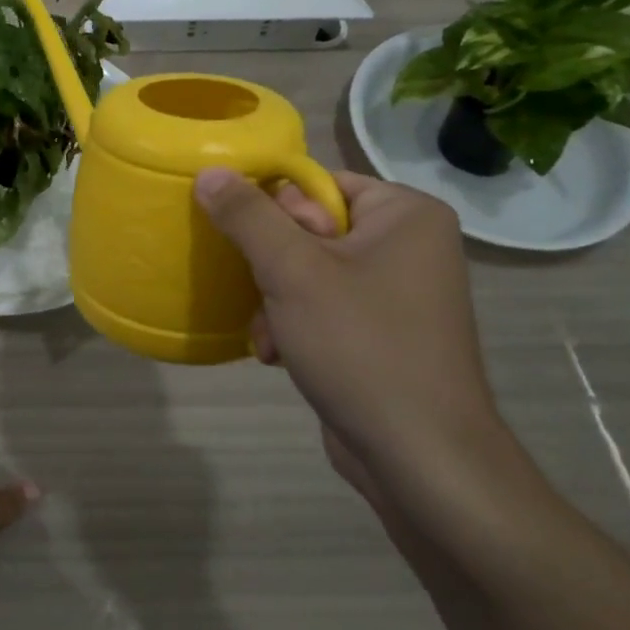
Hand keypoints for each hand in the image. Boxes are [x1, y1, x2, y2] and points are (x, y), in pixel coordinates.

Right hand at [193, 167, 506, 500]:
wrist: (420, 459)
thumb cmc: (361, 346)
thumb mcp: (292, 271)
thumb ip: (247, 215)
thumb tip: (209, 170)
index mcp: (404, 213)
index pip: (317, 184)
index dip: (278, 213)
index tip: (264, 251)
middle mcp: (408, 244)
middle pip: (309, 229)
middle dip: (273, 268)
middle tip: (267, 296)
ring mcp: (398, 292)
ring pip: (308, 272)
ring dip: (276, 302)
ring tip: (270, 336)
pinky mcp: (383, 332)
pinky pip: (324, 307)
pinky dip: (296, 326)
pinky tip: (280, 356)